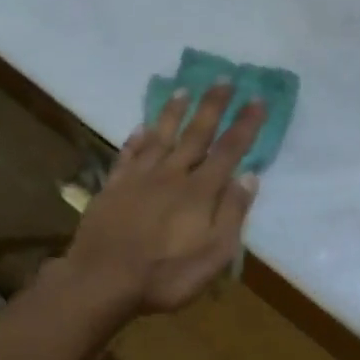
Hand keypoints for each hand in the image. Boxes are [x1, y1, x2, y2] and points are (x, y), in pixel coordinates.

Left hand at [59, 82, 265, 316]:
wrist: (102, 281)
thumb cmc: (166, 274)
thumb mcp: (215, 254)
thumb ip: (233, 213)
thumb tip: (249, 176)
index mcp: (200, 192)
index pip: (229, 150)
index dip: (245, 124)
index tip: (258, 99)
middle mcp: (172, 175)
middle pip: (196, 133)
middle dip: (213, 105)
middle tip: (225, 78)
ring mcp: (139, 179)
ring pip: (161, 136)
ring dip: (174, 112)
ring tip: (184, 90)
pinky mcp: (113, 188)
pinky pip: (128, 155)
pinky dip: (137, 139)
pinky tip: (141, 127)